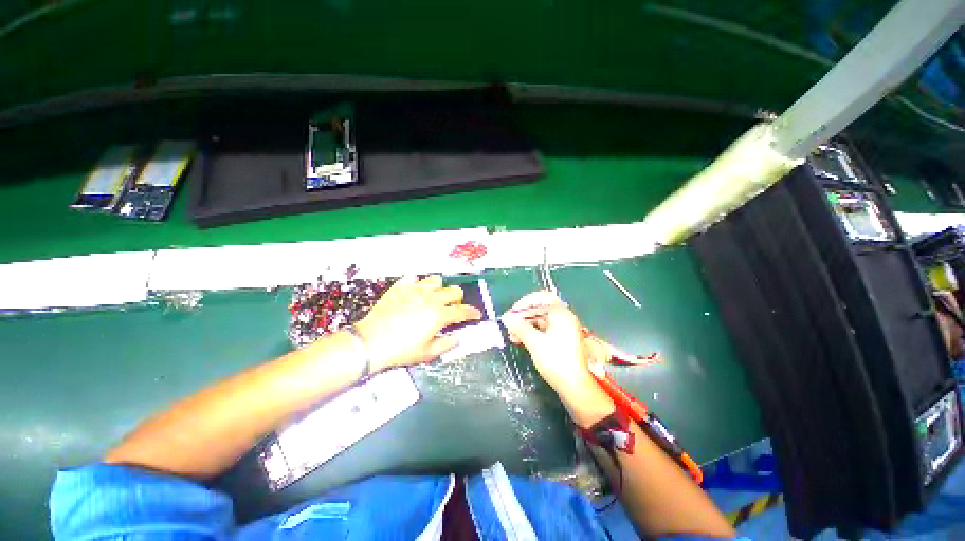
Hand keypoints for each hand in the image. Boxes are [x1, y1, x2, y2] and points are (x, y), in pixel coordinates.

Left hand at [354, 275, 481, 371]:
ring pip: (436, 280)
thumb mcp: (427, 353)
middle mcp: (430, 298)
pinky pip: (414, 278)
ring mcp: (415, 290)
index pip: (463, 311)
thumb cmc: (401, 350)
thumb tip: (457, 338)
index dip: (473, 313)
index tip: (477, 315)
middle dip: (458, 299)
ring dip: (440, 288)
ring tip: (435, 297)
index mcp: (439, 315)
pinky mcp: (400, 287)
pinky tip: (415, 292)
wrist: (370, 342)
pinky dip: (418, 284)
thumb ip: (446, 344)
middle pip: (454, 290)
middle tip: (453, 307)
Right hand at [502, 291, 597, 397]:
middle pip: (539, 308)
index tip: (511, 314)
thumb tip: (507, 317)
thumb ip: (519, 327)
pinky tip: (520, 339)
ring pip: (540, 320)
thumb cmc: (556, 361)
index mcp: (560, 313)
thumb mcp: (534, 343)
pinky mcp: (561, 338)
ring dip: (525, 325)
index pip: (539, 298)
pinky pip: (543, 329)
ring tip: (512, 335)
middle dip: (523, 316)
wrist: (575, 386)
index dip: (523, 304)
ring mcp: (563, 328)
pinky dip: (532, 332)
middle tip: (509, 325)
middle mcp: (563, 317)